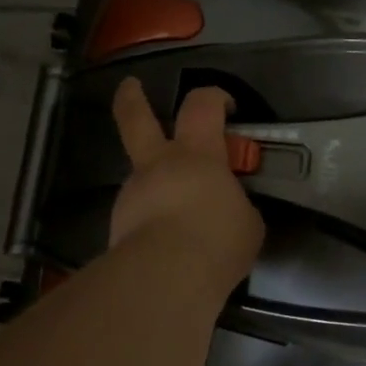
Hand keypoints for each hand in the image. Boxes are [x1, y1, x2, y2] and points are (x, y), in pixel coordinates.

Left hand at [110, 78, 263, 277]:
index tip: (225, 105)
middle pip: (136, 118)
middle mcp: (158, 164)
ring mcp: (133, 194)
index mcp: (197, 154)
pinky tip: (168, 247)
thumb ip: (236, 206)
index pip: (202, 105)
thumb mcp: (247, 222)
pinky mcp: (117, 226)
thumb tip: (228, 209)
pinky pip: (139, 215)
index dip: (214, 96)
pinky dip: (152, 222)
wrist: (167, 278)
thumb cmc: (217, 239)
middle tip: (130, 87)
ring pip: (141, 176)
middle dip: (132, 99)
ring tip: (180, 219)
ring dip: (156, 186)